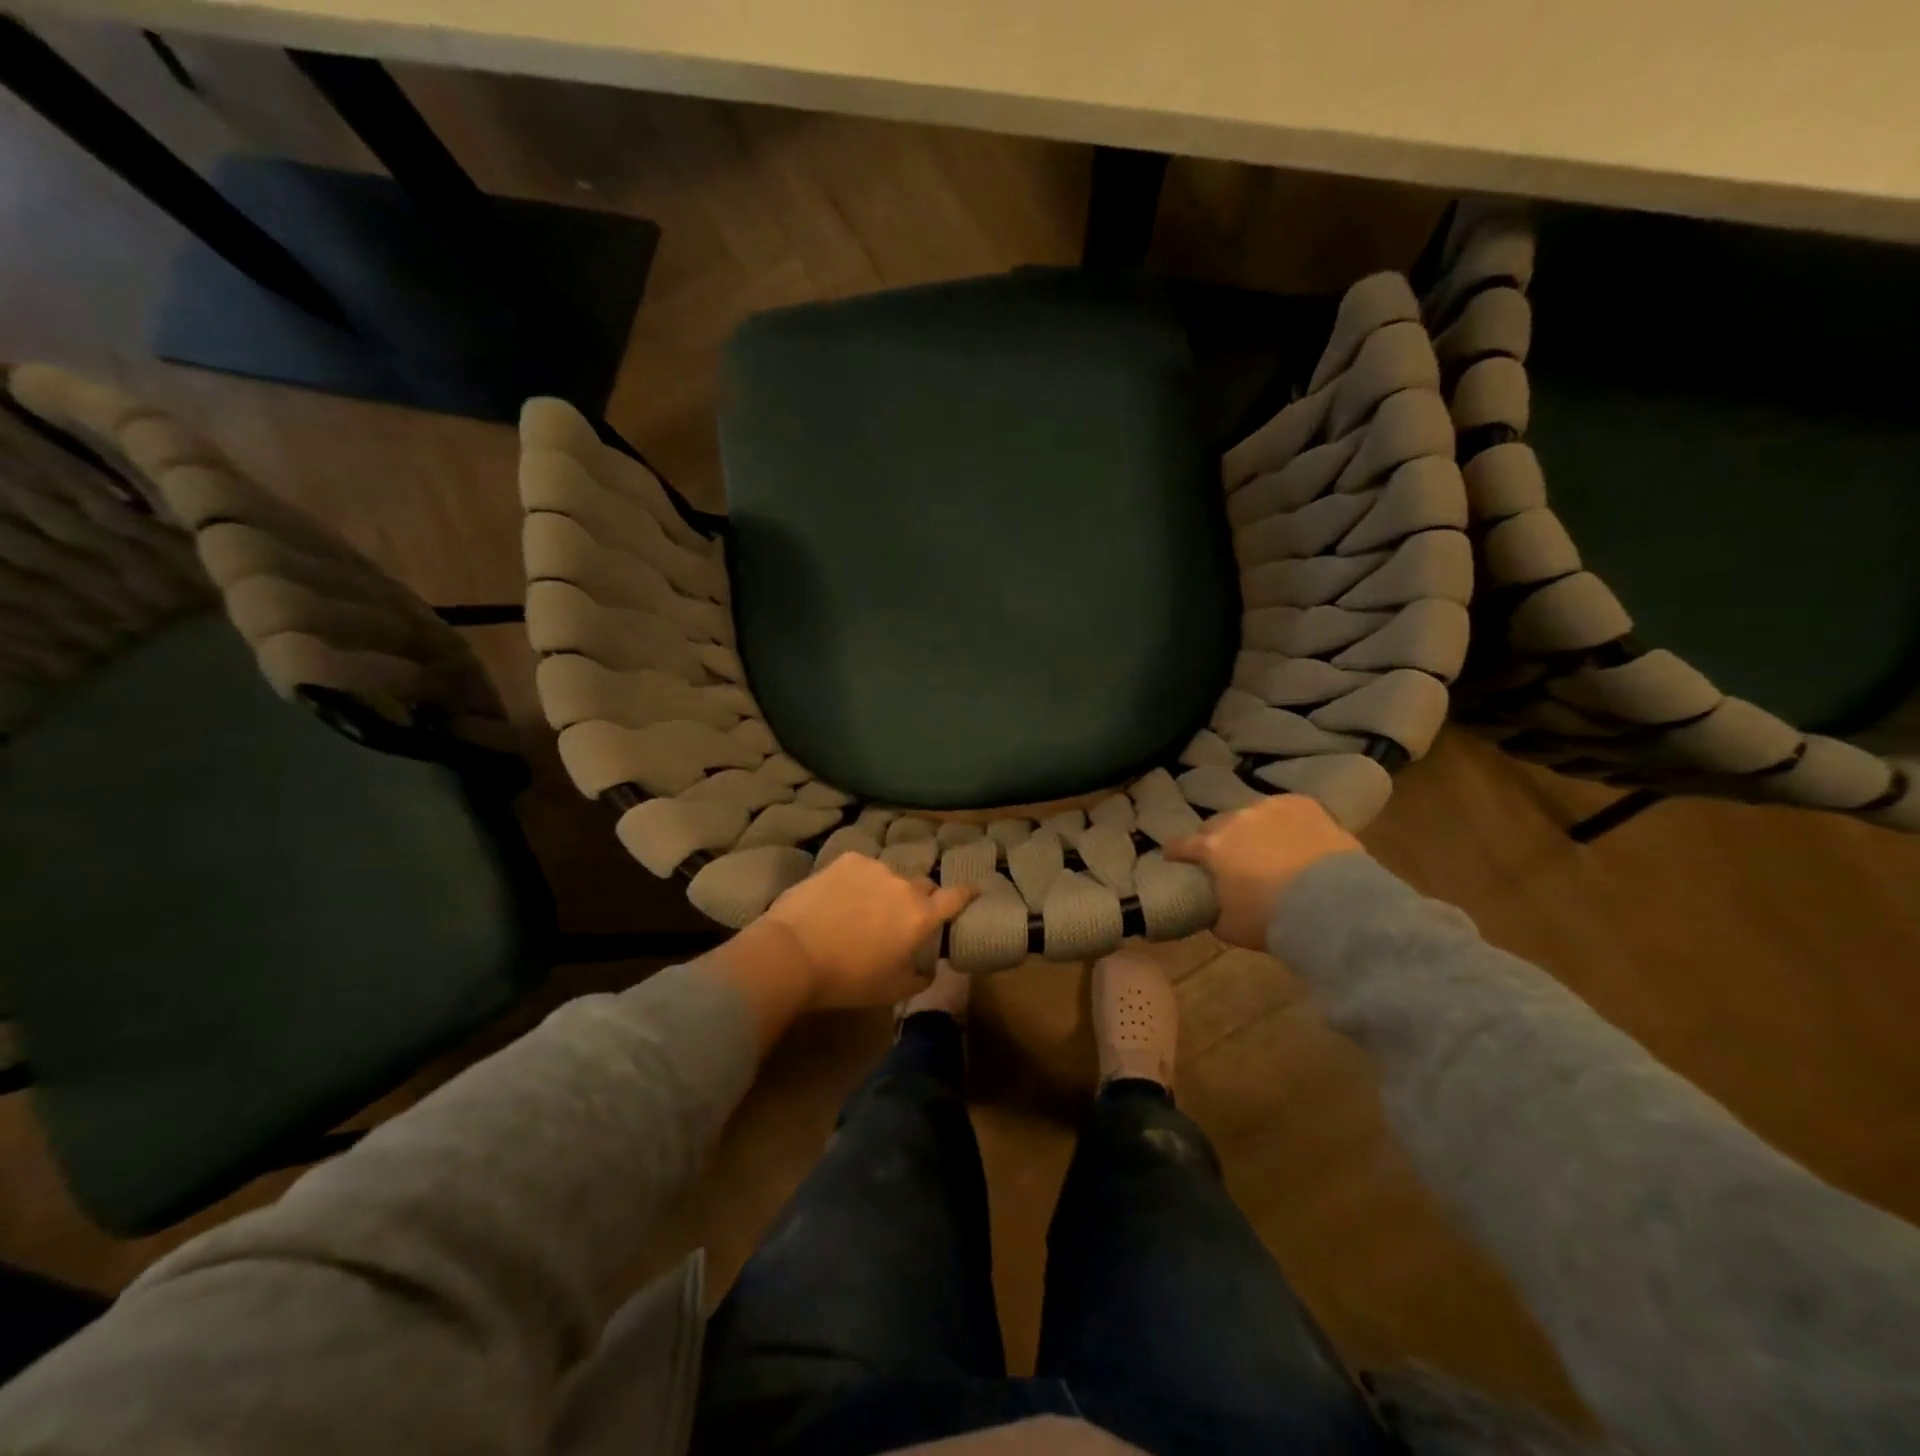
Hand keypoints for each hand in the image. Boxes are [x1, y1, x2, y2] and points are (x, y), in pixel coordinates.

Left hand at [707, 853, 977, 1050]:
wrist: (794, 953)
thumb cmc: (847, 979)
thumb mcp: (890, 991)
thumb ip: (919, 979)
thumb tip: (929, 969)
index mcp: (922, 917)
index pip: (956, 897)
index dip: (967, 894)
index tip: (972, 891)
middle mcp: (905, 886)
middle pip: (922, 886)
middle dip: (919, 899)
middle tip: (901, 918)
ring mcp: (875, 868)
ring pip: (890, 876)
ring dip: (885, 890)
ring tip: (863, 908)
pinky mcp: (847, 860)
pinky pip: (862, 868)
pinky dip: (858, 880)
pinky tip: (839, 897)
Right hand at [1163, 793, 1360, 949]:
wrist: (1335, 905)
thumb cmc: (1274, 920)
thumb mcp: (1229, 927)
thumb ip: (1212, 910)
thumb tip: (1210, 906)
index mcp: (1211, 847)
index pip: (1180, 845)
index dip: (1174, 853)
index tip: (1173, 859)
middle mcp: (1235, 819)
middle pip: (1215, 826)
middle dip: (1215, 840)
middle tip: (1225, 858)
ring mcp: (1269, 807)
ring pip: (1250, 815)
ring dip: (1250, 829)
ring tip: (1263, 846)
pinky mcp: (1302, 803)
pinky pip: (1283, 810)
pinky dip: (1283, 822)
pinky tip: (1292, 837)